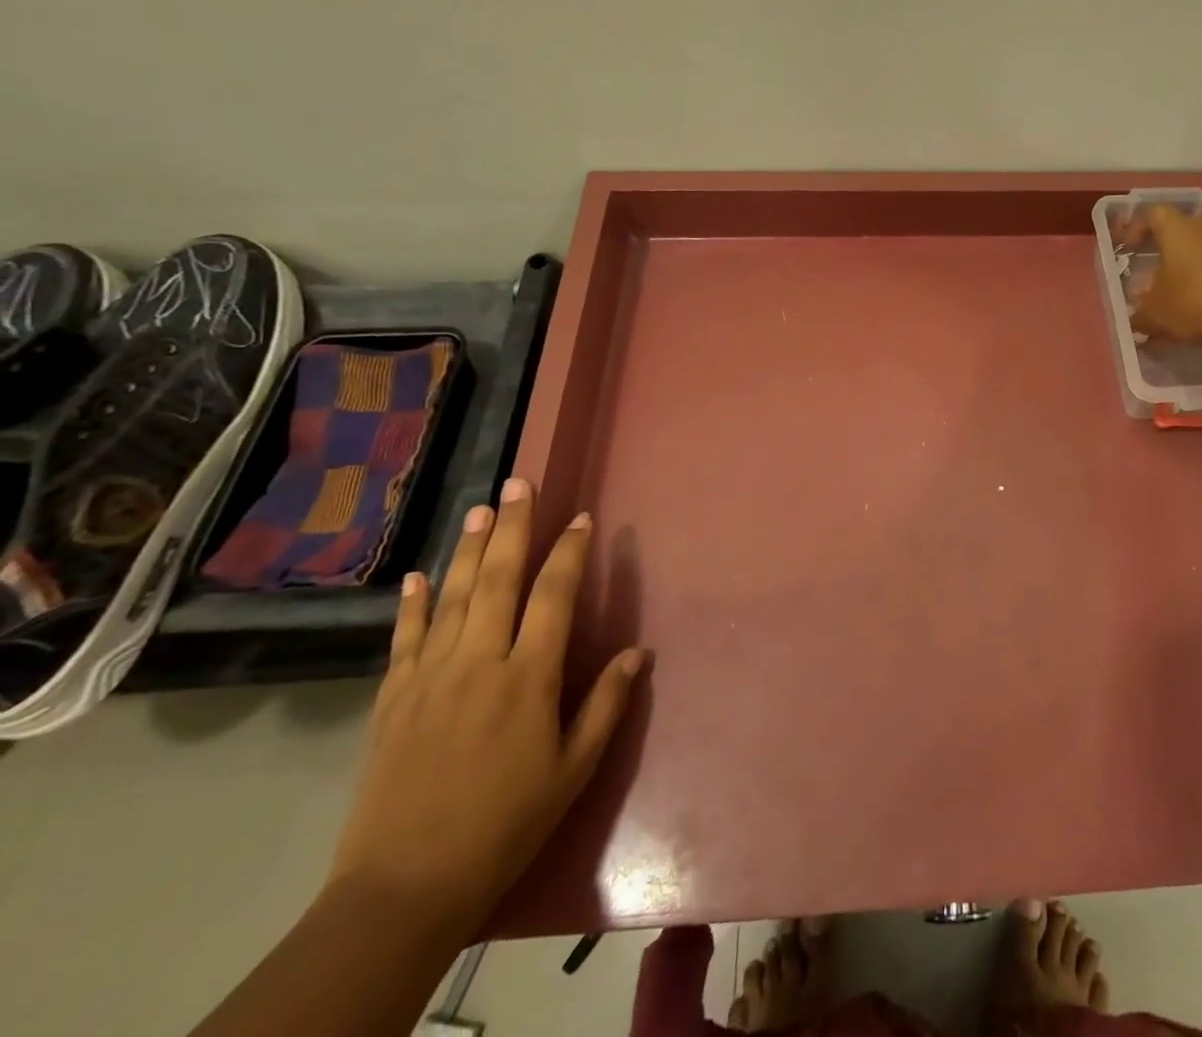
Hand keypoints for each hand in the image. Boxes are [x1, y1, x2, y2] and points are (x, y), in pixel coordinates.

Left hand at [325, 478, 643, 938]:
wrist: (403, 890)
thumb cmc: (505, 825)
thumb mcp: (572, 771)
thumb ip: (605, 704)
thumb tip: (638, 651)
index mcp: (527, 678)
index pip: (554, 596)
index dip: (570, 552)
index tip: (582, 519)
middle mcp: (478, 663)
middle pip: (497, 579)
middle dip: (512, 527)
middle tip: (519, 483)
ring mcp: (429, 678)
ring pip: (452, 597)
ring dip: (467, 549)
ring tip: (479, 508)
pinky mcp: (392, 700)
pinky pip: (404, 640)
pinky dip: (412, 604)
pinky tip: (417, 576)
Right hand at [1121, 204, 1201, 347]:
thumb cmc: (1193, 302)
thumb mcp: (1155, 312)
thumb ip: (1141, 313)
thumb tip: (1137, 318)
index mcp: (1178, 229)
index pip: (1154, 213)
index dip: (1138, 227)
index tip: (1128, 247)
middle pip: (1180, 231)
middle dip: (1163, 252)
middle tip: (1150, 275)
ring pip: (1201, 251)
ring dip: (1187, 269)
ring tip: (1176, 296)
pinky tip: (1201, 308)